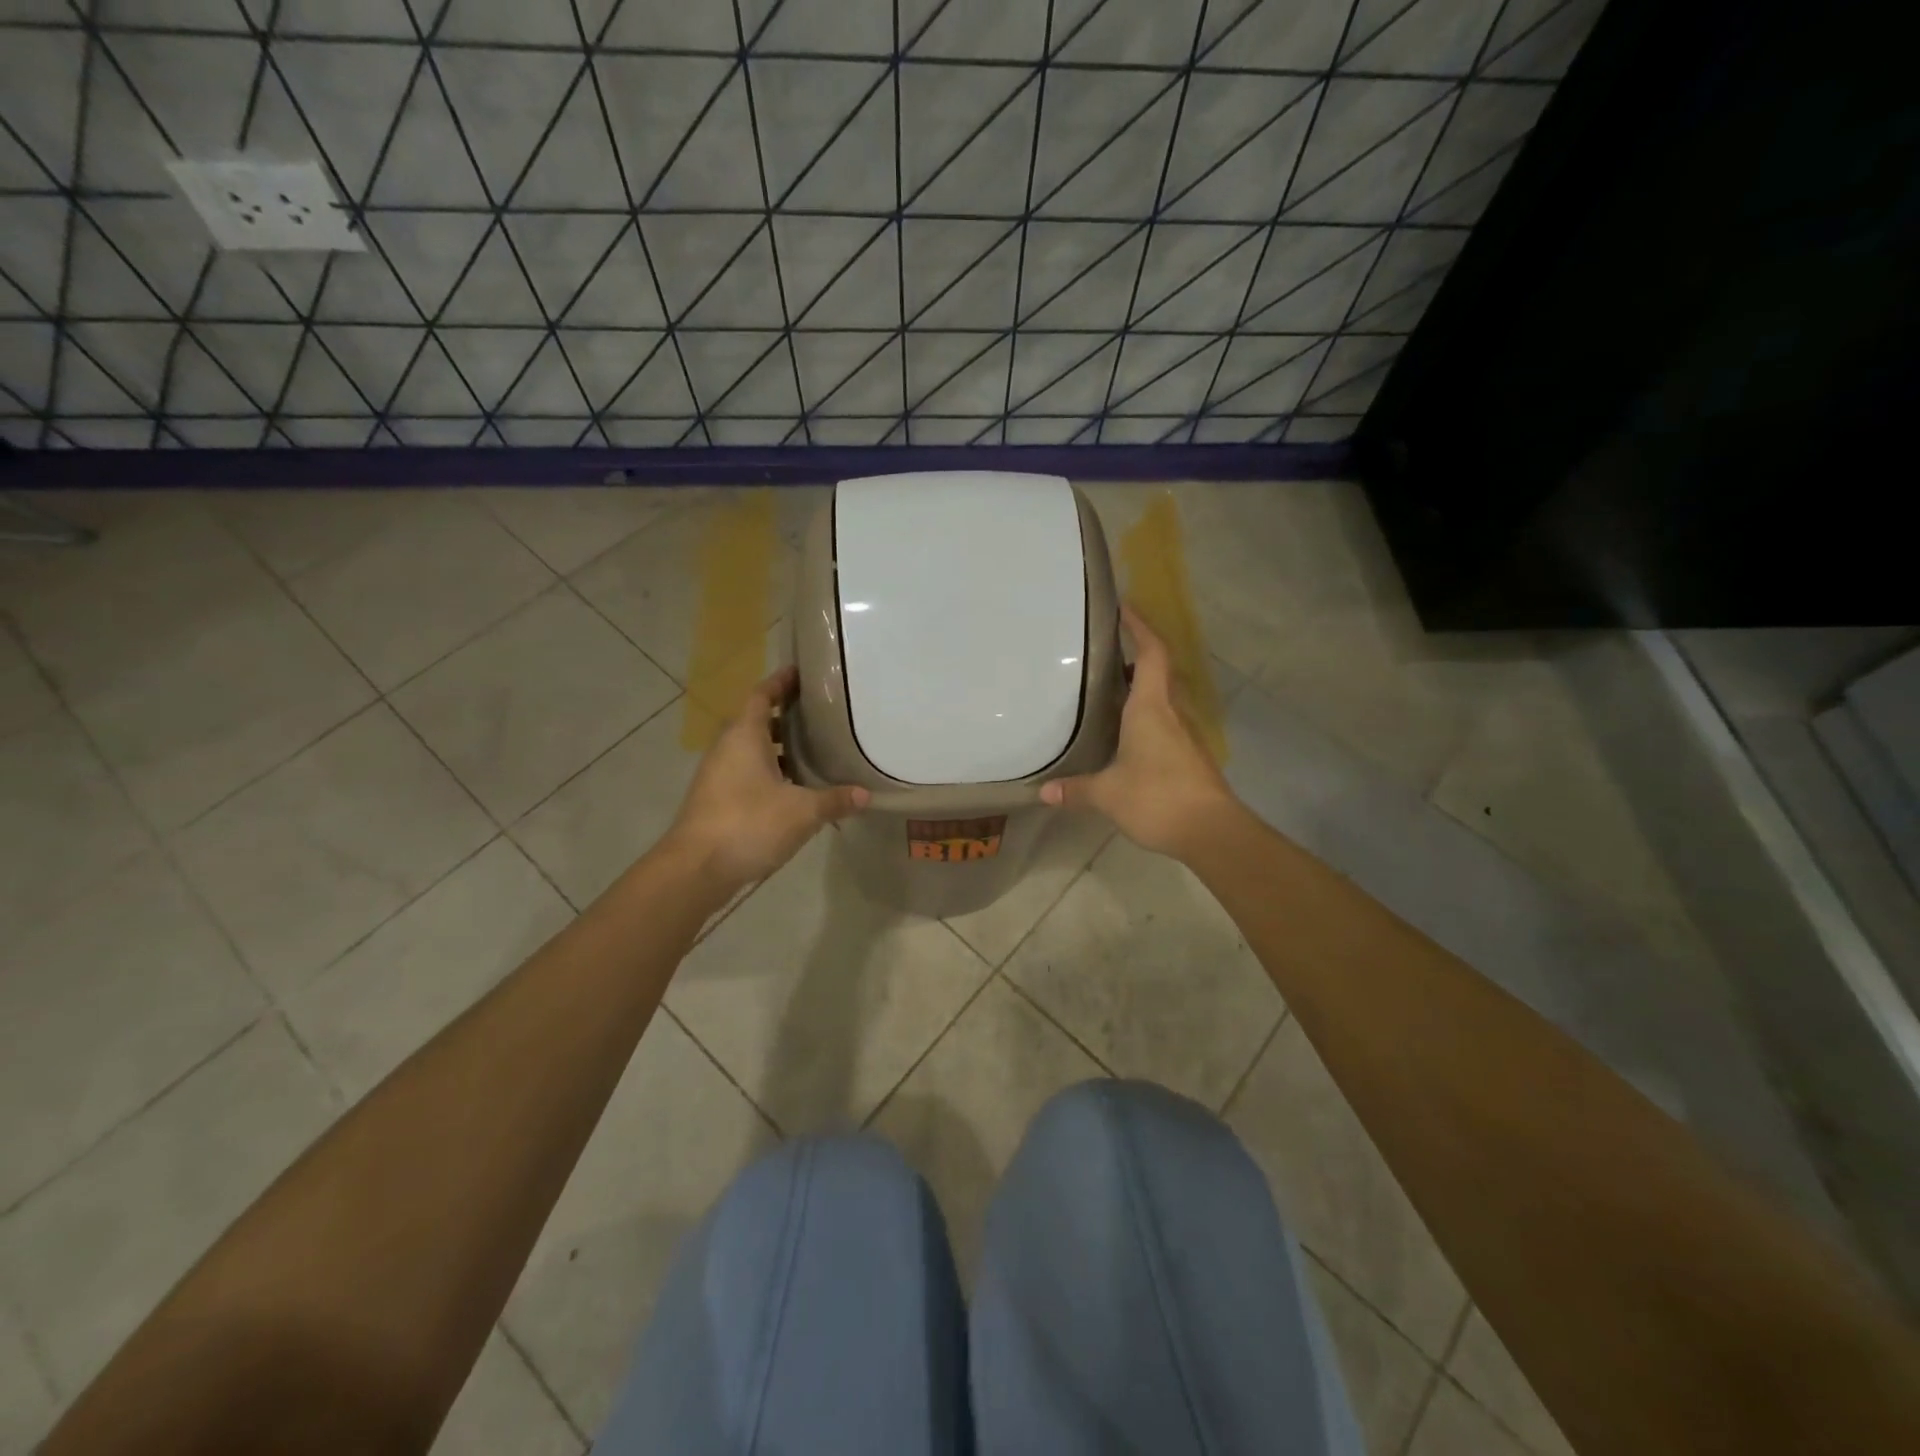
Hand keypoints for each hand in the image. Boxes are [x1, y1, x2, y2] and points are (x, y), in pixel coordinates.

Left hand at [664, 666, 868, 893]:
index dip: (781, 682)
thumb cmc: (748, 824)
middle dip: (787, 716)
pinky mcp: (718, 800)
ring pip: (753, 750)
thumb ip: (834, 800)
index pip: (762, 695)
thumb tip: (865, 794)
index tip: (801, 672)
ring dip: (780, 748)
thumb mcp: (802, 812)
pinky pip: (749, 774)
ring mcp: (719, 775)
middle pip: (757, 721)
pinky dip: (772, 773)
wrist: (696, 869)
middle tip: (821, 714)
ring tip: (816, 750)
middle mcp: (728, 748)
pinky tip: (797, 790)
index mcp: (744, 736)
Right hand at [1041, 604, 1240, 859]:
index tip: (1124, 607)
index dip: (1139, 627)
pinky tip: (1126, 733)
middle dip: (1135, 654)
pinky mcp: (1189, 755)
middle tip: (1105, 651)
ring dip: (1141, 687)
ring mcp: (1184, 734)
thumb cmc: (1158, 798)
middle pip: (1158, 671)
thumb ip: (1076, 789)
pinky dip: (1146, 715)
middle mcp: (1170, 713)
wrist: (1212, 831)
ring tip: (1109, 689)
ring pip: (1162, 698)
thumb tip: (1043, 792)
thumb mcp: (1108, 794)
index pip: (1150, 653)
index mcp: (1150, 708)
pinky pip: (1165, 722)